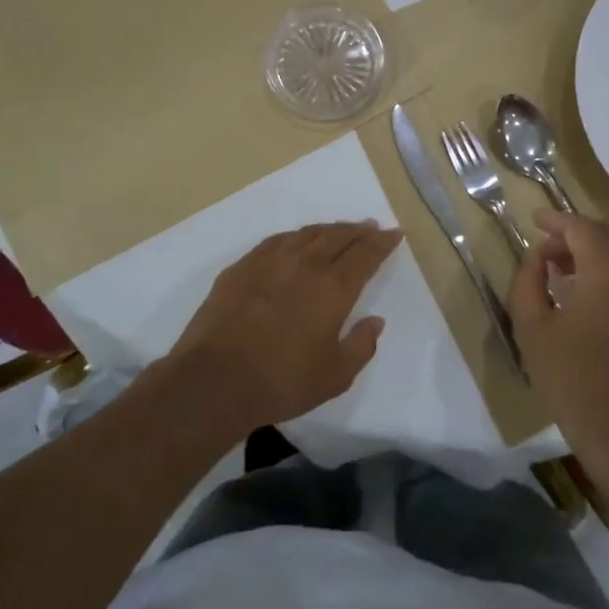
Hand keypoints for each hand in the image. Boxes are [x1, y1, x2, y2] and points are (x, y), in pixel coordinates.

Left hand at [162, 221, 402, 432]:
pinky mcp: (242, 267)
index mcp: (334, 288)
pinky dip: (296, 237)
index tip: (394, 233)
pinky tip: (296, 241)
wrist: (214, 380)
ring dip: (328, 229)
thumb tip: (375, 321)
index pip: (365, 255)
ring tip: (339, 230)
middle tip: (370, 226)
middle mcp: (305, 264)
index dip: (382, 242)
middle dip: (358, 230)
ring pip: (307, 234)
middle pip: (338, 236)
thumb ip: (361, 345)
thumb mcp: (335, 376)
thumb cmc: (282, 382)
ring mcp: (269, 261)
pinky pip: (276, 241)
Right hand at [510, 210, 608, 471]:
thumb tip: (538, 257)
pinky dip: (608, 269)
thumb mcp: (532, 328)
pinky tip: (584, 292)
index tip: (533, 220)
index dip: (555, 220)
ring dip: (593, 251)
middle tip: (545, 247)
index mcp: (607, 273)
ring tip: (560, 269)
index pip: (582, 228)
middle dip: (575, 233)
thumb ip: (528, 281)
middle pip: (608, 234)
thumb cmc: (571, 379)